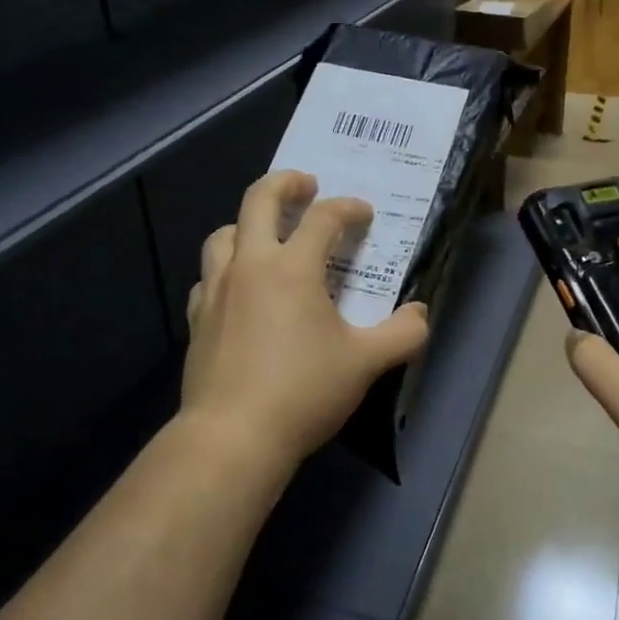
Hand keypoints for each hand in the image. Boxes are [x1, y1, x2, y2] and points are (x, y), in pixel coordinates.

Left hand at [180, 170, 429, 470]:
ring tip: (266, 234)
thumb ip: (403, 334)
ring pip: (224, 234)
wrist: (233, 436)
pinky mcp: (198, 319)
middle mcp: (250, 266)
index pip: (324, 218)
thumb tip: (421, 314)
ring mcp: (217, 291)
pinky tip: (240, 290)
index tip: (364, 214)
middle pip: (259, 201)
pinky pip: (209, 277)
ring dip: (247, 223)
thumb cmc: (303, 392)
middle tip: (305, 183)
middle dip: (285, 183)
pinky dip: (226, 269)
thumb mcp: (366, 363)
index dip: (348, 209)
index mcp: (292, 268)